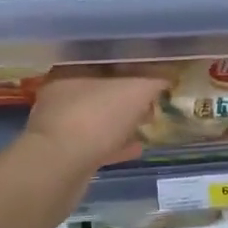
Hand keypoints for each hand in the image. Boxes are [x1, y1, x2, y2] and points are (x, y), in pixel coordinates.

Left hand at [23, 70, 169, 173]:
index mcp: (72, 69)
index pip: (106, 58)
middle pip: (102, 88)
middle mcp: (60, 93)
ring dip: (122, 120)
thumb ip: (156, 79)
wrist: (57, 170)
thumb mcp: (137, 90)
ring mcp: (58, 125)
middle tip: (154, 98)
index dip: (133, 63)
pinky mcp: (61, 154)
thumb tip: (170, 74)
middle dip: (128, 94)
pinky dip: (115, 144)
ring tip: (148, 123)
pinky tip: (136, 148)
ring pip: (98, 117)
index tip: (154, 70)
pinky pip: (95, 143)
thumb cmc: (96, 117)